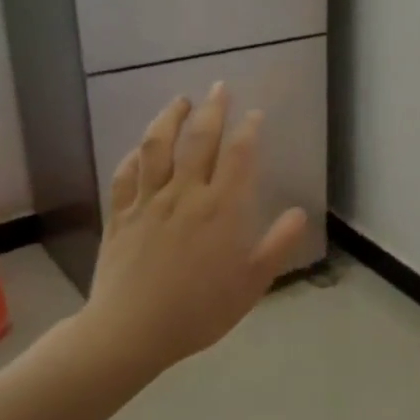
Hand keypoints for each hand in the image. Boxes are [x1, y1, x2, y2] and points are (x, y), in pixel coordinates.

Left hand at [71, 84, 306, 377]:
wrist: (131, 332)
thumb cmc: (200, 310)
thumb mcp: (252, 283)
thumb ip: (278, 244)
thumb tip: (300, 212)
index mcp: (222, 209)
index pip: (239, 156)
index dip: (249, 129)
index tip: (255, 113)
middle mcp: (185, 194)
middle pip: (199, 139)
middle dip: (213, 109)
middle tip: (219, 87)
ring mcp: (148, 202)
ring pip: (157, 147)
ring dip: (169, 119)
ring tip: (179, 101)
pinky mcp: (120, 215)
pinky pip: (126, 175)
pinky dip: (135, 155)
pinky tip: (141, 148)